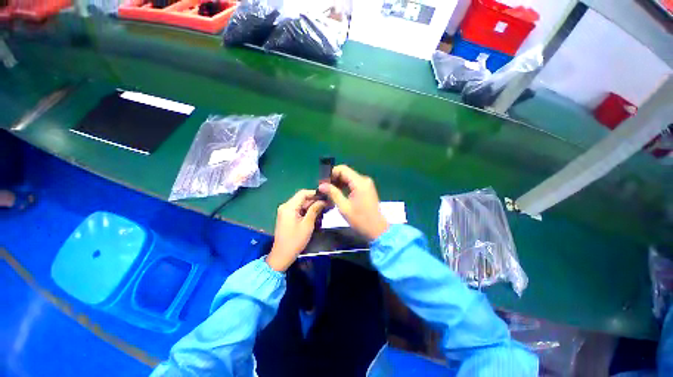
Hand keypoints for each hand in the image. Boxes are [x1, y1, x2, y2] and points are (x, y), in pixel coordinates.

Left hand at [267, 190, 325, 271]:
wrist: (282, 255)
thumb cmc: (295, 240)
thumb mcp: (307, 224)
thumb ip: (315, 210)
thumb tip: (323, 200)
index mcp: (289, 207)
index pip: (303, 193)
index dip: (315, 193)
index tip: (326, 196)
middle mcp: (285, 206)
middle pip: (302, 198)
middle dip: (315, 201)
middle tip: (327, 204)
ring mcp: (285, 211)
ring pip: (301, 204)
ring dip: (312, 206)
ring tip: (324, 210)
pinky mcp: (287, 217)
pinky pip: (298, 210)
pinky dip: (307, 211)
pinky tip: (316, 215)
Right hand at [318, 165, 388, 240]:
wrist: (377, 229)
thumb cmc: (360, 220)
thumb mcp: (344, 207)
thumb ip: (333, 193)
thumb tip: (321, 185)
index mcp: (359, 183)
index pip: (342, 169)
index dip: (331, 173)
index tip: (322, 183)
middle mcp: (364, 180)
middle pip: (345, 172)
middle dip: (334, 179)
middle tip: (324, 189)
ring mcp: (366, 184)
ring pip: (349, 178)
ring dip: (339, 183)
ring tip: (329, 192)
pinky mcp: (367, 189)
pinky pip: (353, 183)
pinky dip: (345, 186)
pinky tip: (338, 193)